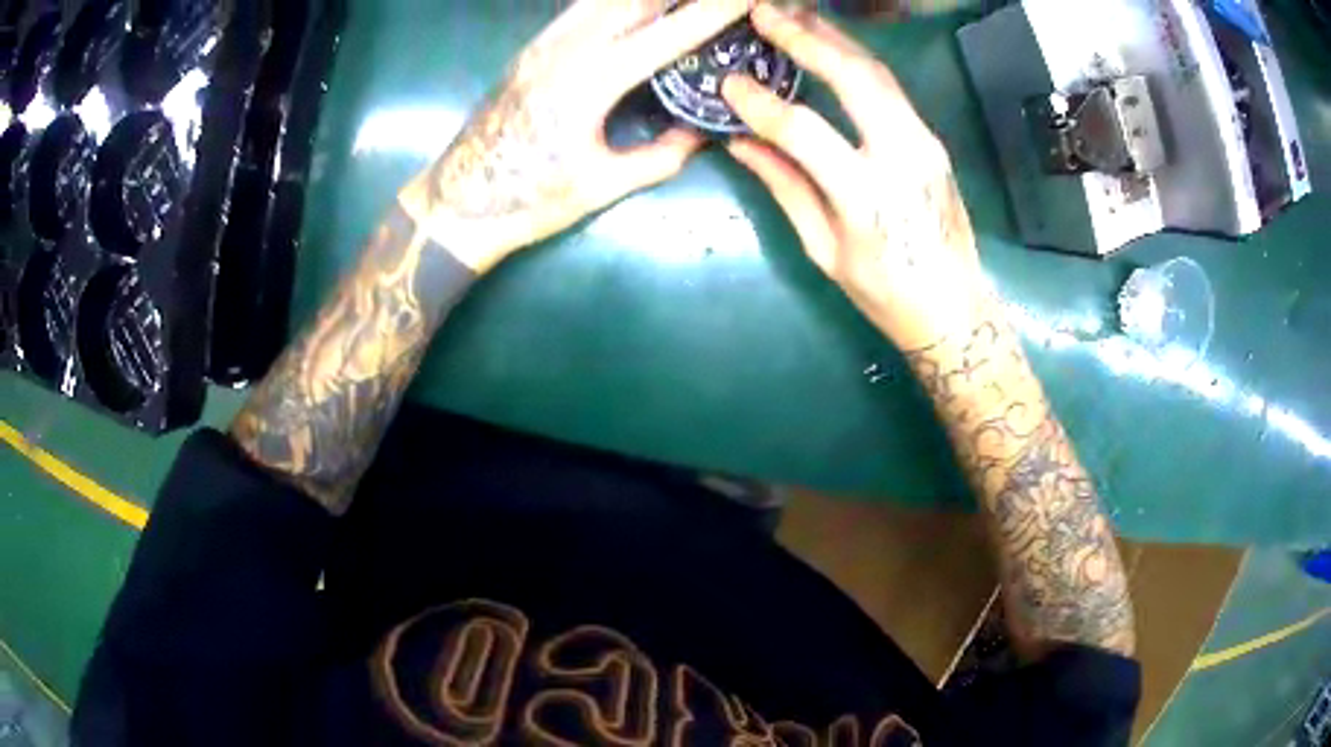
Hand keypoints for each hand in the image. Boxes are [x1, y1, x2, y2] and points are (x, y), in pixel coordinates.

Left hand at [398, 0, 753, 272]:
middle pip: (636, 0)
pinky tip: (638, 7)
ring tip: (683, 0)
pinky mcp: (532, 47)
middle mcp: (566, 48)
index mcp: (590, 83)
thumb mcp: (600, 186)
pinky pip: (583, 7)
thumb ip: (659, 156)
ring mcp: (544, 43)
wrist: (456, 202)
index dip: (714, 10)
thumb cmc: (527, 201)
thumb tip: (701, 135)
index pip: (668, 33)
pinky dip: (617, 1)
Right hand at [722, 2, 988, 349]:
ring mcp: (925, 144)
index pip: (804, 131)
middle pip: (854, 78)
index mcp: (866, 198)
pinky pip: (890, 88)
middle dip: (805, 38)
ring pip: (877, 73)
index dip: (761, 103)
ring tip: (794, 17)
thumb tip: (741, 142)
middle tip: (764, 13)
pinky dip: (856, 59)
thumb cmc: (883, 291)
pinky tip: (831, 46)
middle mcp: (902, 158)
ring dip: (833, 38)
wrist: (954, 306)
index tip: (729, 83)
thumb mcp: (824, 249)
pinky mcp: (932, 139)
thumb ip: (784, 187)